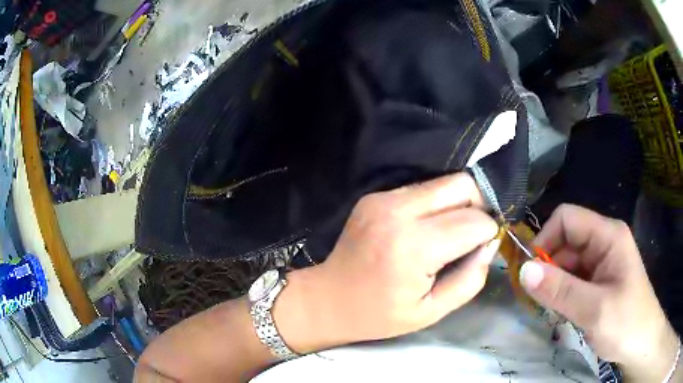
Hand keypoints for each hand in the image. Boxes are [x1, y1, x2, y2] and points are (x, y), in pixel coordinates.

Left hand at [275, 173, 499, 351]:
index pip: (474, 221)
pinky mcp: (375, 196)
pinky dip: (435, 204)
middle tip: (474, 234)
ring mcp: (383, 199)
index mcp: (414, 247)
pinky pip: (421, 189)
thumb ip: (470, 278)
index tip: (485, 246)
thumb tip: (490, 244)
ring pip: (443, 182)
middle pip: (461, 185)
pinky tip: (426, 228)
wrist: (328, 299)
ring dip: (457, 204)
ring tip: (450, 233)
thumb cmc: (379, 315)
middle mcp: (399, 212)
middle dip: (479, 206)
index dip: (489, 232)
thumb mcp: (432, 311)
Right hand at [519, 204, 678, 381]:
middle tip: (536, 300)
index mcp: (607, 236)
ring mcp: (601, 263)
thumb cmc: (626, 322)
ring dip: (553, 284)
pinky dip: (561, 294)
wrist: (640, 343)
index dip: (545, 239)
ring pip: (566, 263)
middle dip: (548, 268)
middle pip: (565, 242)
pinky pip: (572, 279)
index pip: (567, 219)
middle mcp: (603, 243)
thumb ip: (560, 290)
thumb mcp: (594, 309)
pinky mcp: (597, 281)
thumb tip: (523, 271)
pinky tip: (560, 312)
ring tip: (549, 310)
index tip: (531, 273)